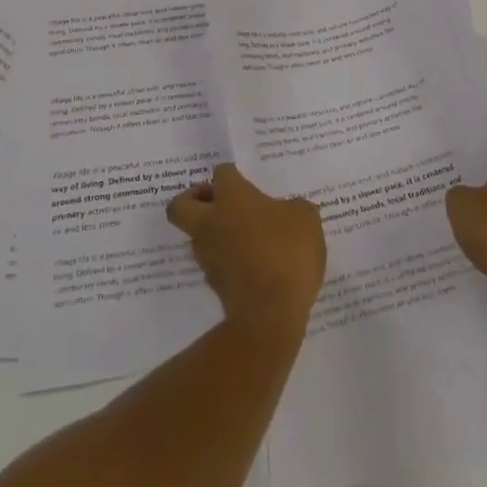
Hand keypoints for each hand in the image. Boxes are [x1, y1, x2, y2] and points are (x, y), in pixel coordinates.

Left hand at [168, 164, 325, 333]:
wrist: (269, 313)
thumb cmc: (286, 253)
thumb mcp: (306, 220)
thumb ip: (294, 208)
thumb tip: (287, 212)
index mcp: (232, 197)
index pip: (222, 173)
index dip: (233, 175)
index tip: (247, 183)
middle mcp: (211, 221)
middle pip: (181, 205)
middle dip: (193, 200)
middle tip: (219, 203)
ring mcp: (207, 254)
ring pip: (197, 235)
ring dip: (213, 233)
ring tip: (245, 239)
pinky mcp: (213, 284)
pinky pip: (214, 262)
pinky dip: (226, 260)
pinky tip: (252, 265)